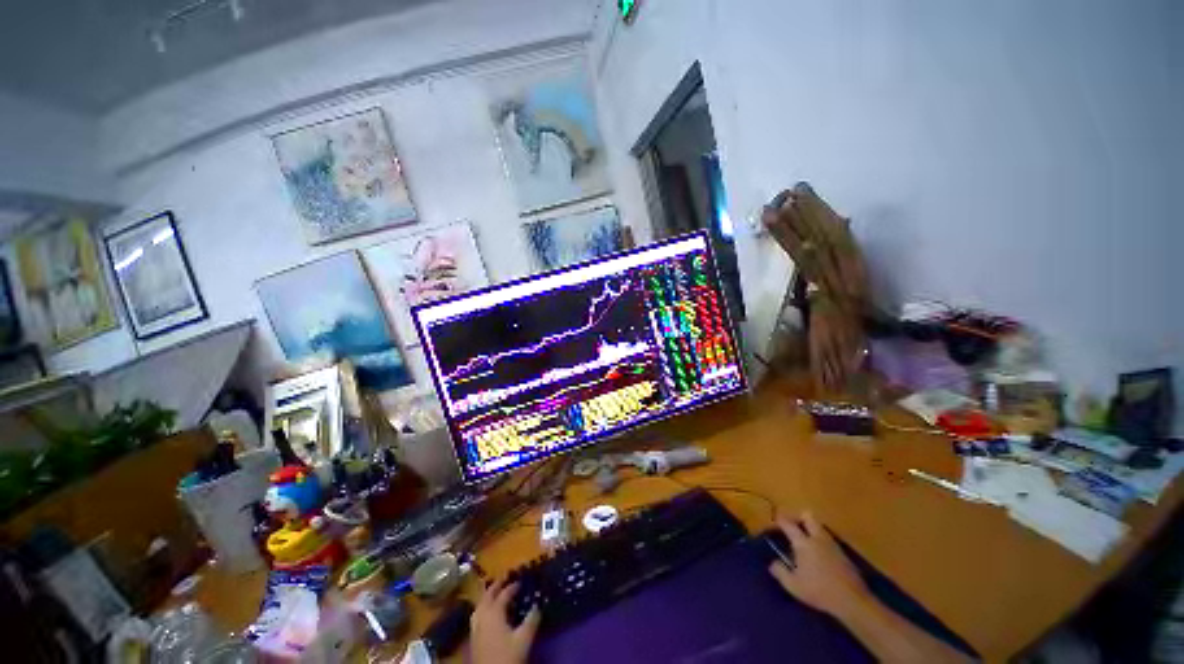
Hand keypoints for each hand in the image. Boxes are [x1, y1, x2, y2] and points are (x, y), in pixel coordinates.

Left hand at [470, 580, 540, 663]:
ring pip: (480, 605)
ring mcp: (475, 627)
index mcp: (494, 612)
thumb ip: (531, 620)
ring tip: (496, 592)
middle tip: (505, 578)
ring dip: (488, 596)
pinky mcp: (473, 637)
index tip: (521, 582)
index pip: (504, 594)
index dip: (513, 587)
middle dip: (496, 586)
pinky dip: (483, 607)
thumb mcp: (524, 639)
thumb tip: (538, 605)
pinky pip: (477, 615)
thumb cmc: (508, 657)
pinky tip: (488, 613)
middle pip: (487, 595)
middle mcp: (482, 616)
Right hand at [768, 512, 871, 619]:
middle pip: (808, 517)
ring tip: (806, 541)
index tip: (775, 520)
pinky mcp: (843, 554)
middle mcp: (817, 539)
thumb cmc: (819, 591)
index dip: (780, 520)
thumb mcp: (793, 585)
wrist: (852, 600)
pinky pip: (829, 540)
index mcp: (803, 543)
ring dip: (812, 529)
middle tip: (793, 526)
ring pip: (820, 528)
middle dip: (800, 518)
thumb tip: (773, 563)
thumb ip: (780, 572)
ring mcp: (833, 545)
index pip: (788, 524)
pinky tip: (821, 555)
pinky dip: (822, 542)